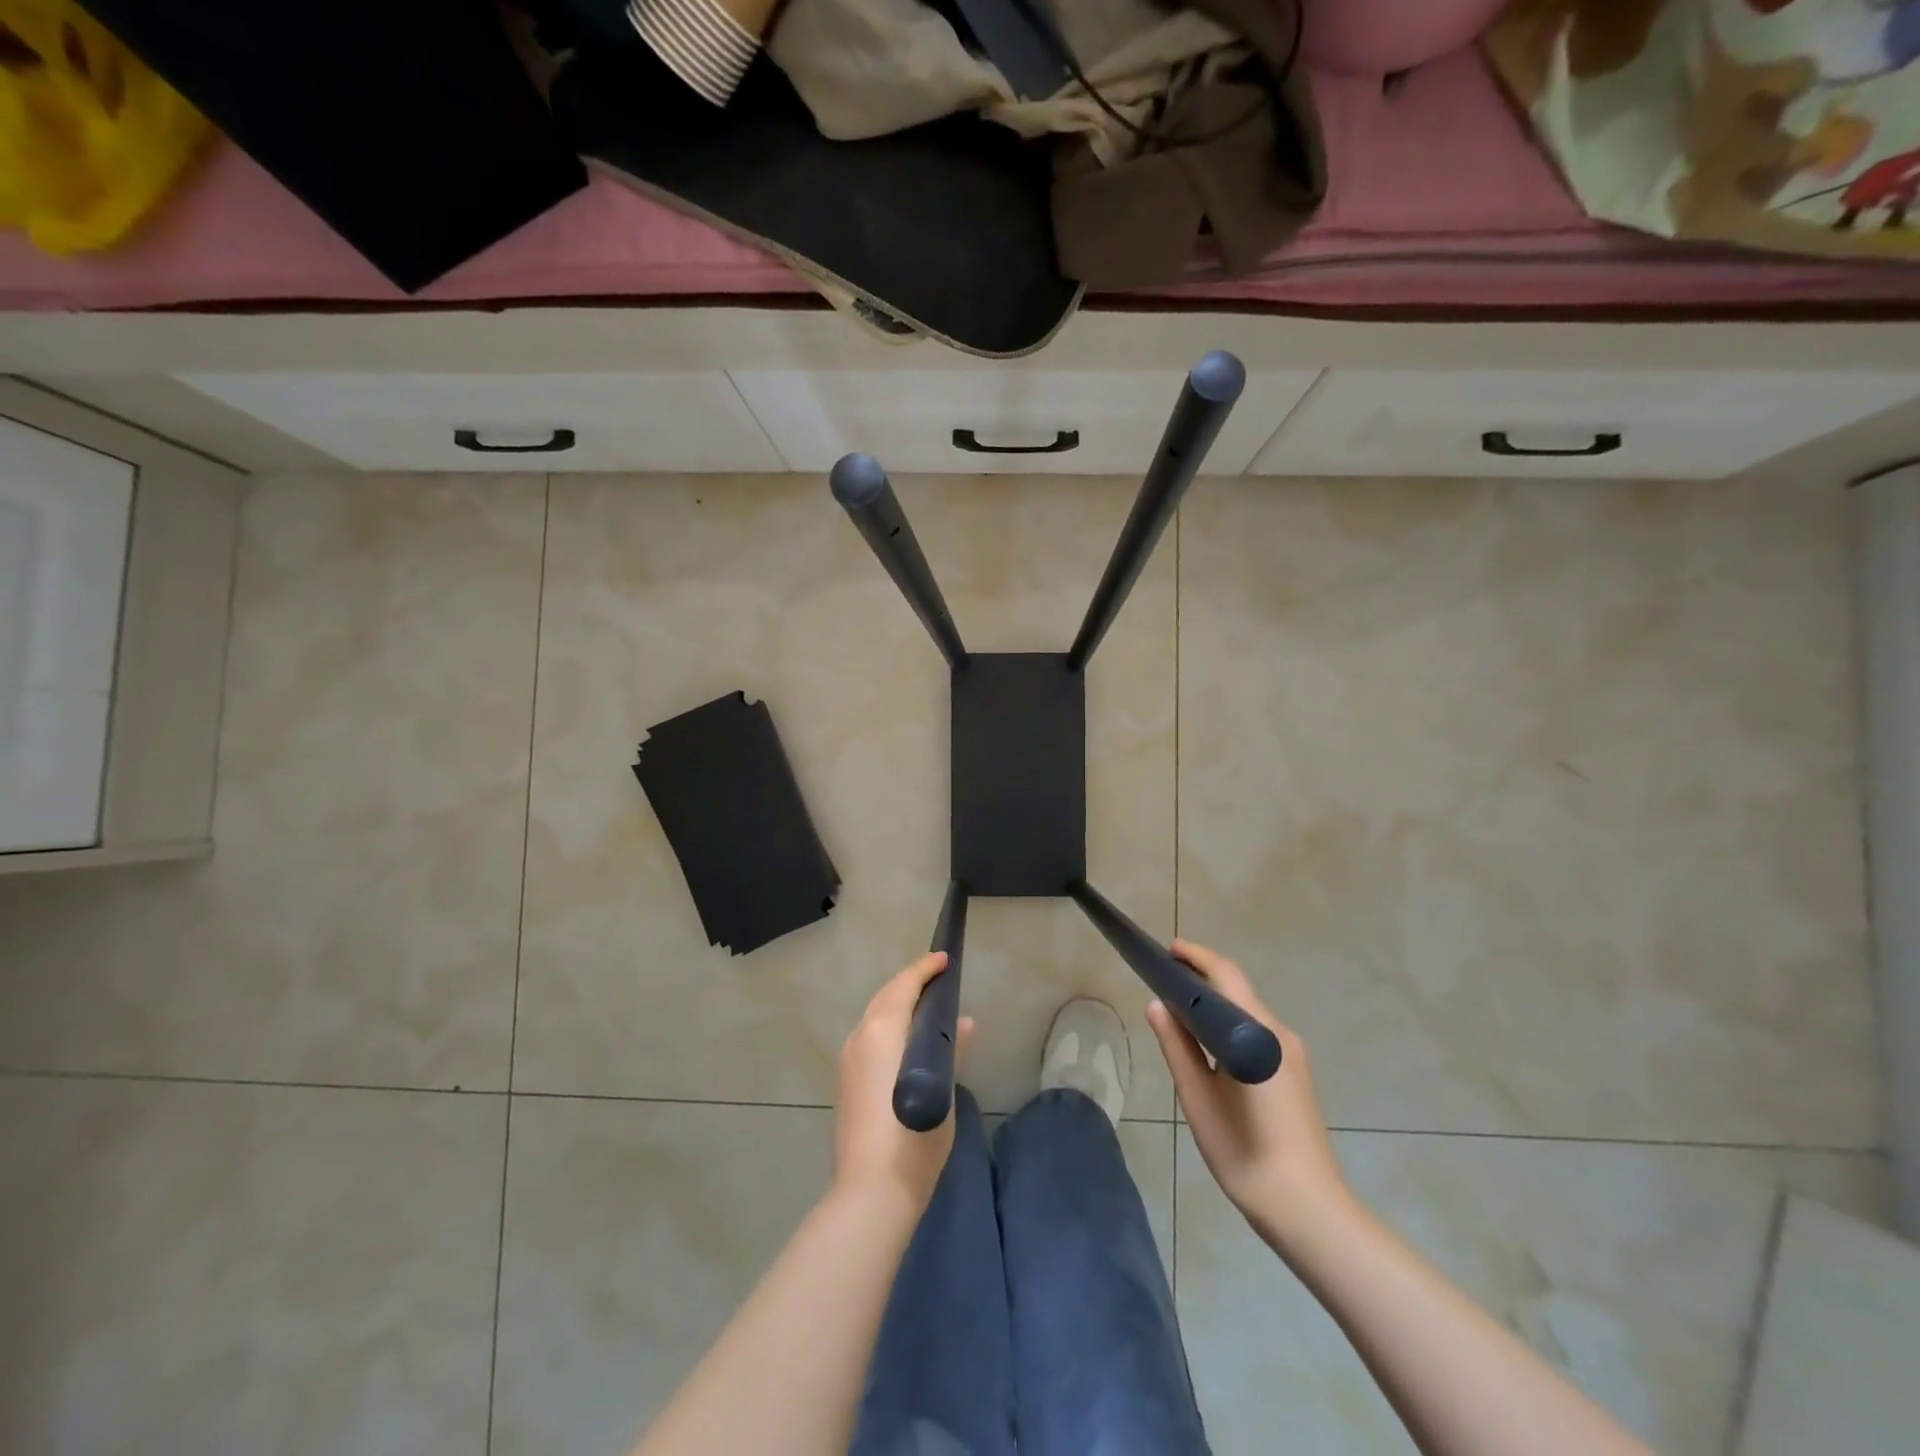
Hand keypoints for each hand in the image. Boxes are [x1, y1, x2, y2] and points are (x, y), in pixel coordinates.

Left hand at [833, 952, 973, 1217]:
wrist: (871, 1193)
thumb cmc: (914, 1138)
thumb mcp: (942, 1091)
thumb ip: (949, 1050)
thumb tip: (963, 1023)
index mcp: (882, 1032)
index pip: (904, 986)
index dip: (924, 969)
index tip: (944, 959)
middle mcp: (860, 1037)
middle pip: (886, 996)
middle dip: (910, 983)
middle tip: (938, 979)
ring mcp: (848, 1060)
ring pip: (874, 1016)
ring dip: (898, 1004)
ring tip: (926, 1008)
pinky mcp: (845, 1081)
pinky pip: (869, 1037)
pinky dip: (888, 1026)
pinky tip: (906, 1041)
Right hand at [1147, 939, 1349, 1244]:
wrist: (1308, 1209)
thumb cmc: (1245, 1152)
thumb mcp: (1198, 1098)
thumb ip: (1177, 1046)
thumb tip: (1157, 1005)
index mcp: (1257, 1033)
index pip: (1225, 975)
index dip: (1196, 956)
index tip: (1167, 950)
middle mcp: (1280, 1034)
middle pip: (1238, 990)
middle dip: (1202, 977)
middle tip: (1164, 979)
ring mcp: (1292, 1055)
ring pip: (1247, 1012)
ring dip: (1215, 1003)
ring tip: (1178, 1009)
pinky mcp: (1294, 1074)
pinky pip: (1256, 1033)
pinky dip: (1228, 1025)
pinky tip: (1207, 1044)